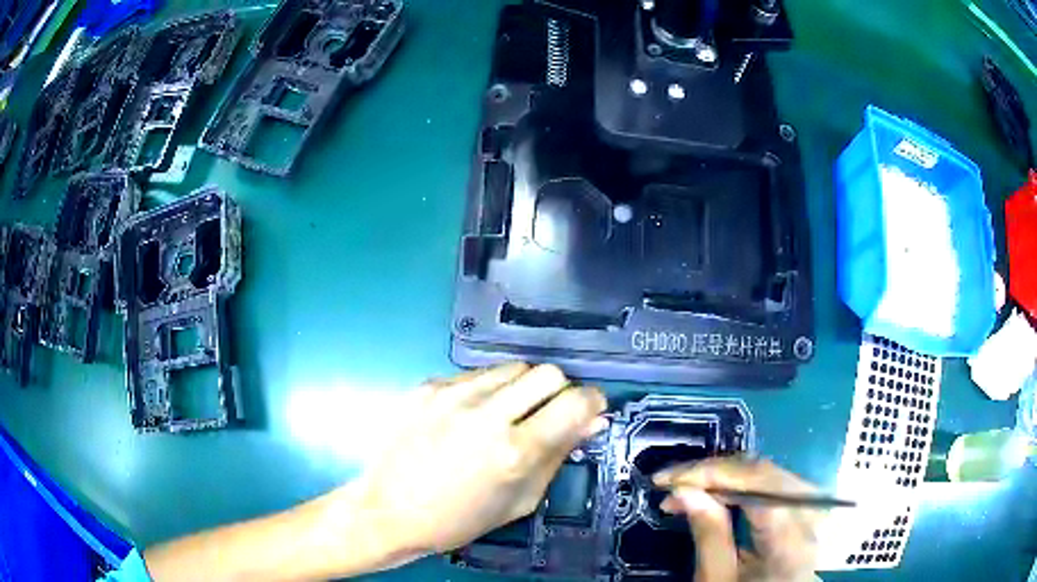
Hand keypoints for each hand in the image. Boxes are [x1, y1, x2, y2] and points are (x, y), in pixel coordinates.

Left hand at [345, 363, 607, 562]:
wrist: (389, 510)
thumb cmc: (459, 519)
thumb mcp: (520, 500)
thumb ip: (559, 455)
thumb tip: (593, 421)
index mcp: (515, 451)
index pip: (576, 402)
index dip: (592, 402)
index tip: (590, 410)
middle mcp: (486, 414)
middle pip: (547, 372)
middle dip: (558, 391)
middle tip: (546, 414)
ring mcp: (452, 395)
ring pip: (512, 367)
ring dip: (521, 387)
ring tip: (505, 415)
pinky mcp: (427, 386)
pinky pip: (475, 374)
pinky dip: (486, 390)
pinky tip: (470, 416)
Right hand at [654, 458, 820, 581]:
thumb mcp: (718, 580)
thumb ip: (708, 535)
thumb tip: (684, 491)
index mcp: (792, 540)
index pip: (756, 484)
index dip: (711, 473)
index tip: (666, 479)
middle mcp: (813, 515)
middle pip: (765, 472)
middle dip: (716, 472)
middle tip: (675, 484)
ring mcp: (818, 509)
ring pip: (772, 472)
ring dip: (729, 476)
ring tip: (692, 488)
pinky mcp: (813, 508)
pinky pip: (779, 482)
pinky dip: (747, 483)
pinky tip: (723, 492)